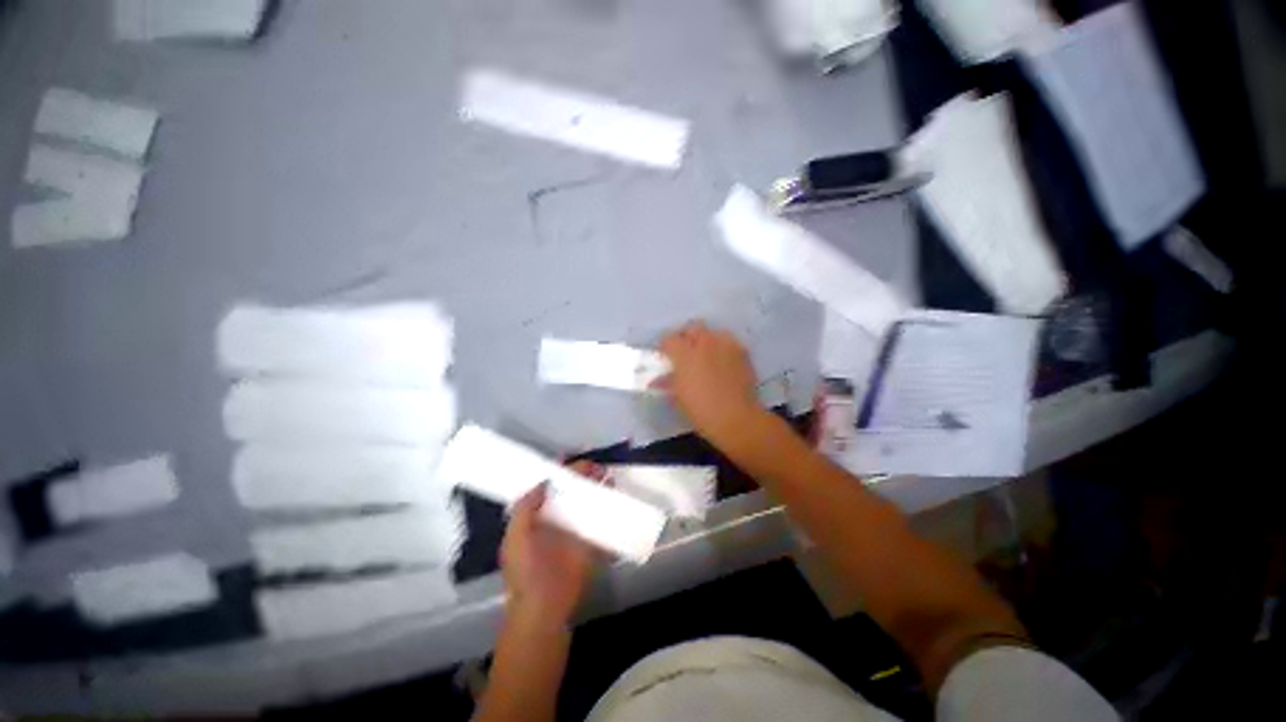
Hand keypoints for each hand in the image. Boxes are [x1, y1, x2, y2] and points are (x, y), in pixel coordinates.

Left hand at [499, 462, 602, 626]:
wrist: (544, 606)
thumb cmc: (526, 571)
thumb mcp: (515, 537)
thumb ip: (525, 508)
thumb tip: (545, 481)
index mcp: (536, 517)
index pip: (548, 488)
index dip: (559, 473)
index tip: (570, 460)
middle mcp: (556, 519)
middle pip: (571, 491)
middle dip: (582, 476)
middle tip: (595, 467)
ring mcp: (575, 529)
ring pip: (588, 501)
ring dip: (597, 487)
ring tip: (607, 475)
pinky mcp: (591, 540)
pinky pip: (602, 519)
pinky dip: (610, 506)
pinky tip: (616, 494)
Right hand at [657, 321, 763, 444]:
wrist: (737, 418)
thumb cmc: (701, 411)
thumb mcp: (678, 398)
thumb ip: (668, 382)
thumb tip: (658, 379)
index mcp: (684, 354)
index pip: (669, 339)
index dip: (665, 347)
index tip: (666, 356)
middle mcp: (705, 343)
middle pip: (692, 327)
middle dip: (687, 337)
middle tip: (686, 352)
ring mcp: (725, 345)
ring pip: (713, 332)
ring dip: (707, 340)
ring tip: (707, 356)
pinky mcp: (742, 352)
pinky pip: (729, 342)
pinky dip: (723, 348)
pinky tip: (723, 362)